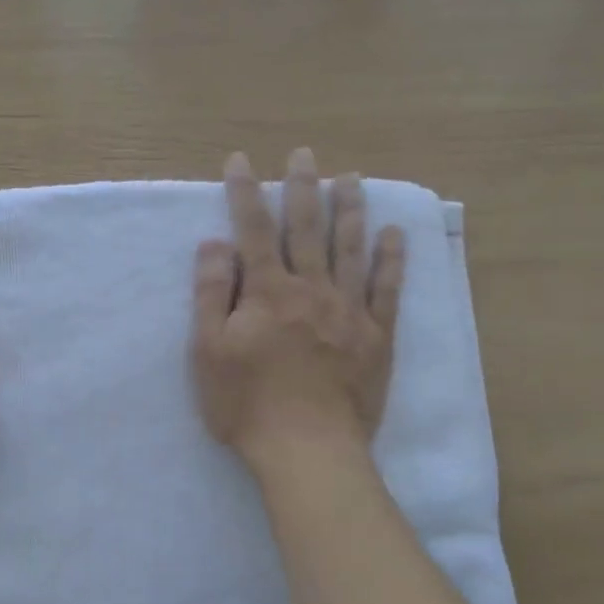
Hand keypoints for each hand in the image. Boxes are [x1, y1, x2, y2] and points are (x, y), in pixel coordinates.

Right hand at [193, 149, 404, 472]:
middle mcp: (311, 289)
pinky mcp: (377, 337)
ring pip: (351, 248)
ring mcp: (349, 311)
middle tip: (304, 153)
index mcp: (268, 292)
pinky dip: (392, 259)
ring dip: (350, 209)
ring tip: (351, 178)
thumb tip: (215, 243)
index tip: (240, 161)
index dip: (245, 192)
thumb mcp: (209, 352)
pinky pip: (387, 289)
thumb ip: (212, 294)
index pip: (253, 230)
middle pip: (307, 228)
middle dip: (302, 187)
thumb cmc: (247, 405)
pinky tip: (395, 234)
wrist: (308, 450)